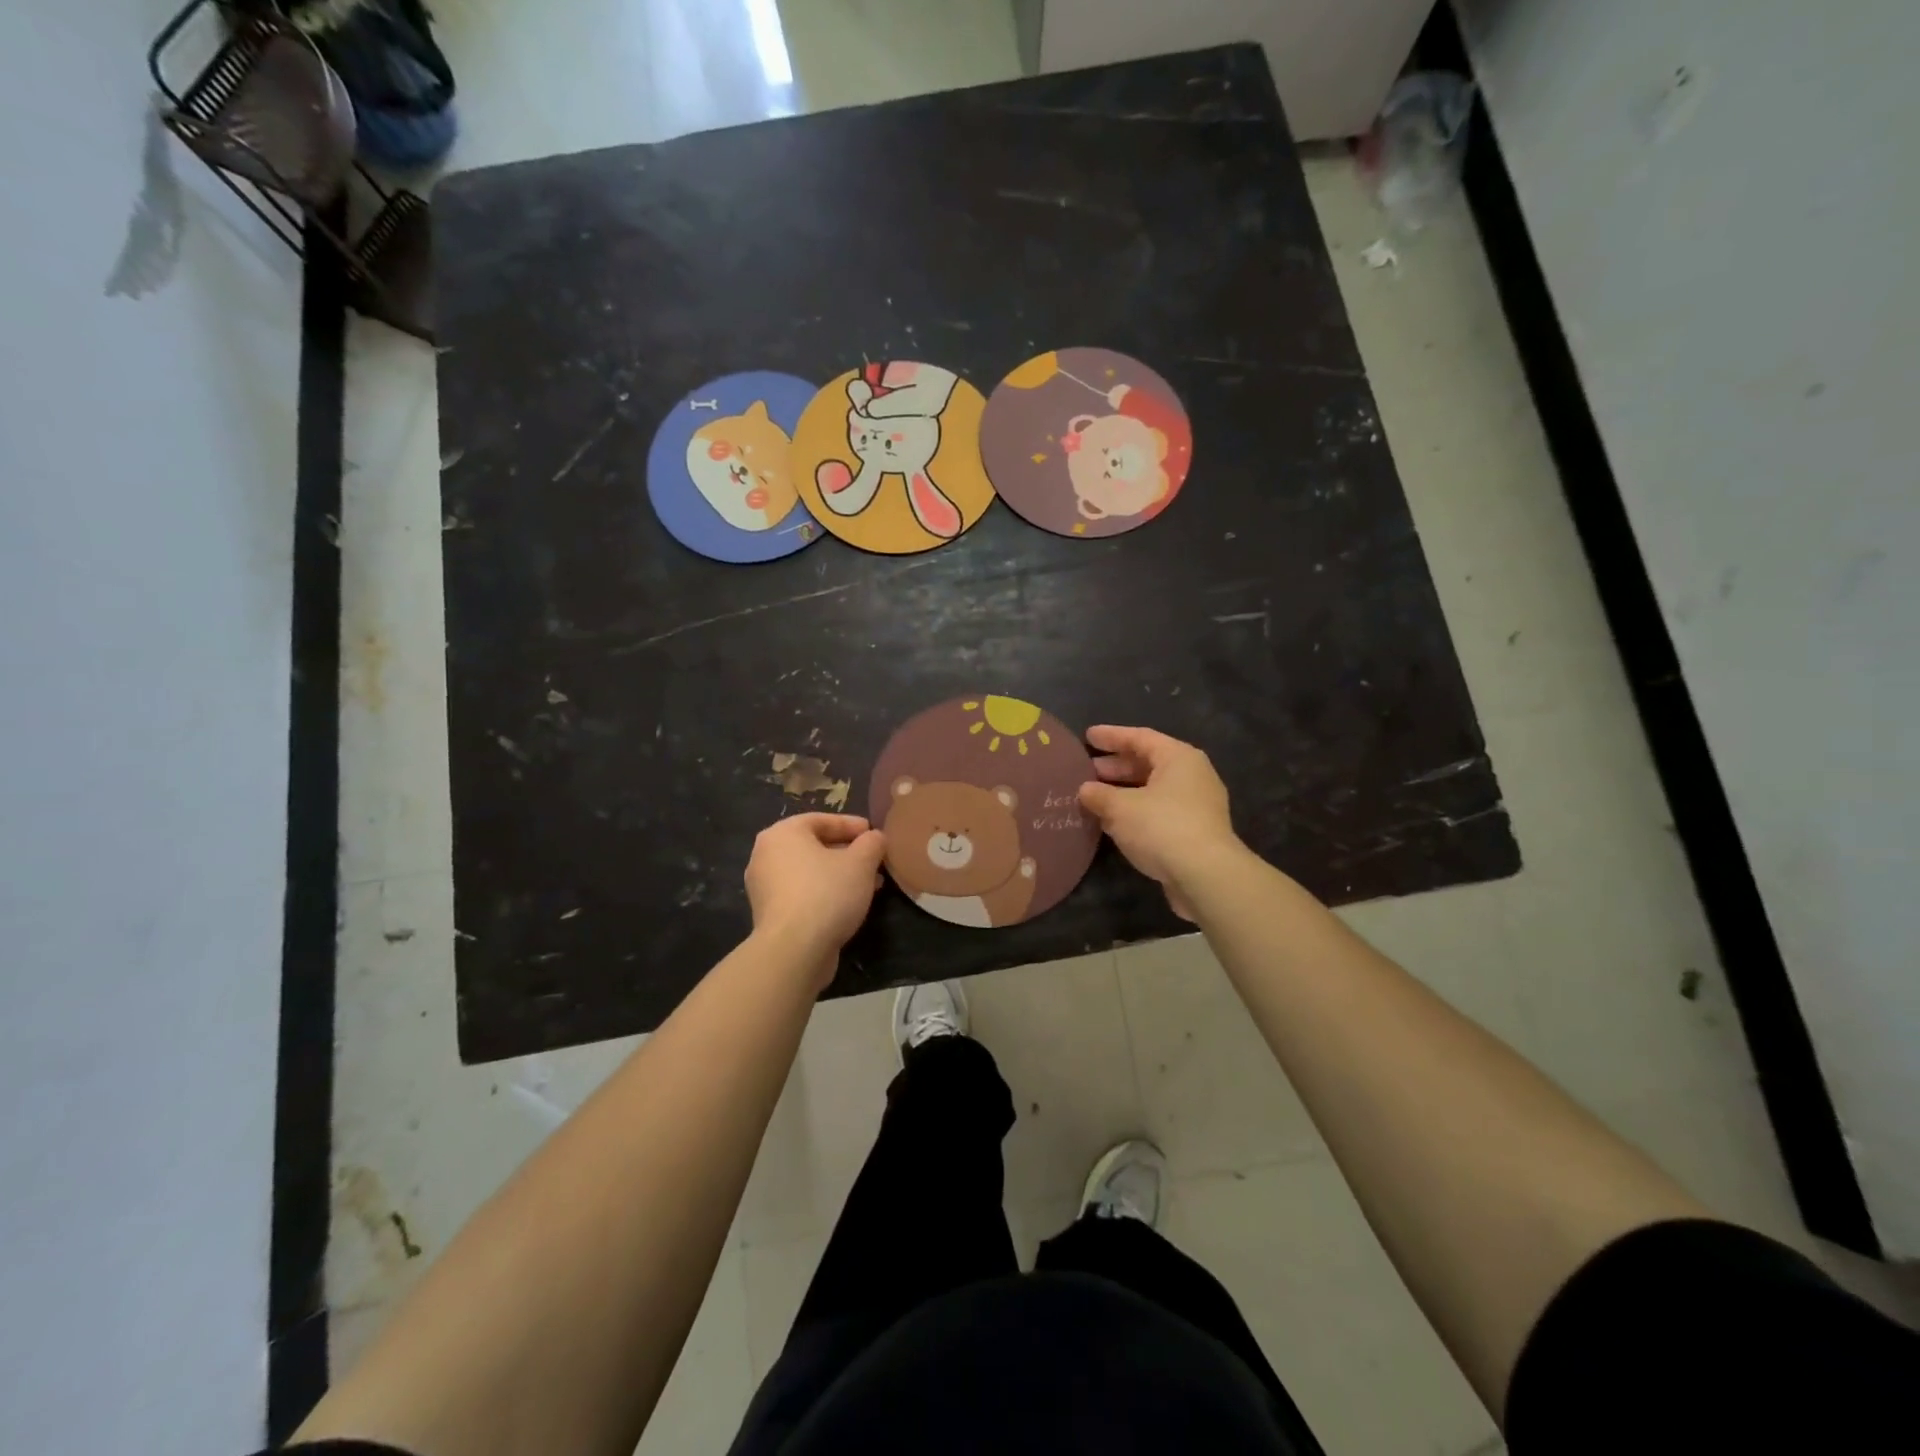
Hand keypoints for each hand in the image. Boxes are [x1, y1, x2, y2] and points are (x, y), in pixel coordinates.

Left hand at [744, 813, 886, 975]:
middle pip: (814, 846)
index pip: (821, 819)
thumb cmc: (827, 893)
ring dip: (839, 875)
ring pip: (809, 872)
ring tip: (869, 885)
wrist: (794, 950)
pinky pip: (801, 893)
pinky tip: (848, 905)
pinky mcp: (769, 914)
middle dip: (848, 853)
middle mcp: (766, 855)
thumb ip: (872, 843)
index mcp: (782, 833)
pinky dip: (824, 893)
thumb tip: (875, 837)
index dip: (852, 825)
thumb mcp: (861, 862)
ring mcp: (764, 886)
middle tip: (874, 860)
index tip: (874, 834)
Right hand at [1077, 725, 1239, 919]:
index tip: (1087, 736)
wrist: (1206, 876)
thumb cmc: (1162, 827)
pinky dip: (1136, 810)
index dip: (1111, 736)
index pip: (1140, 737)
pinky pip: (1159, 810)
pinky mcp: (1195, 831)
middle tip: (1087, 769)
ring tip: (1095, 796)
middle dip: (1116, 766)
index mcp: (1178, 758)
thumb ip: (1099, 795)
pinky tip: (1114, 821)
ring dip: (1124, 791)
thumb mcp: (1120, 808)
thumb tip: (1084, 790)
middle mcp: (1192, 775)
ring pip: (1153, 789)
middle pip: (1149, 762)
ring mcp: (1197, 804)